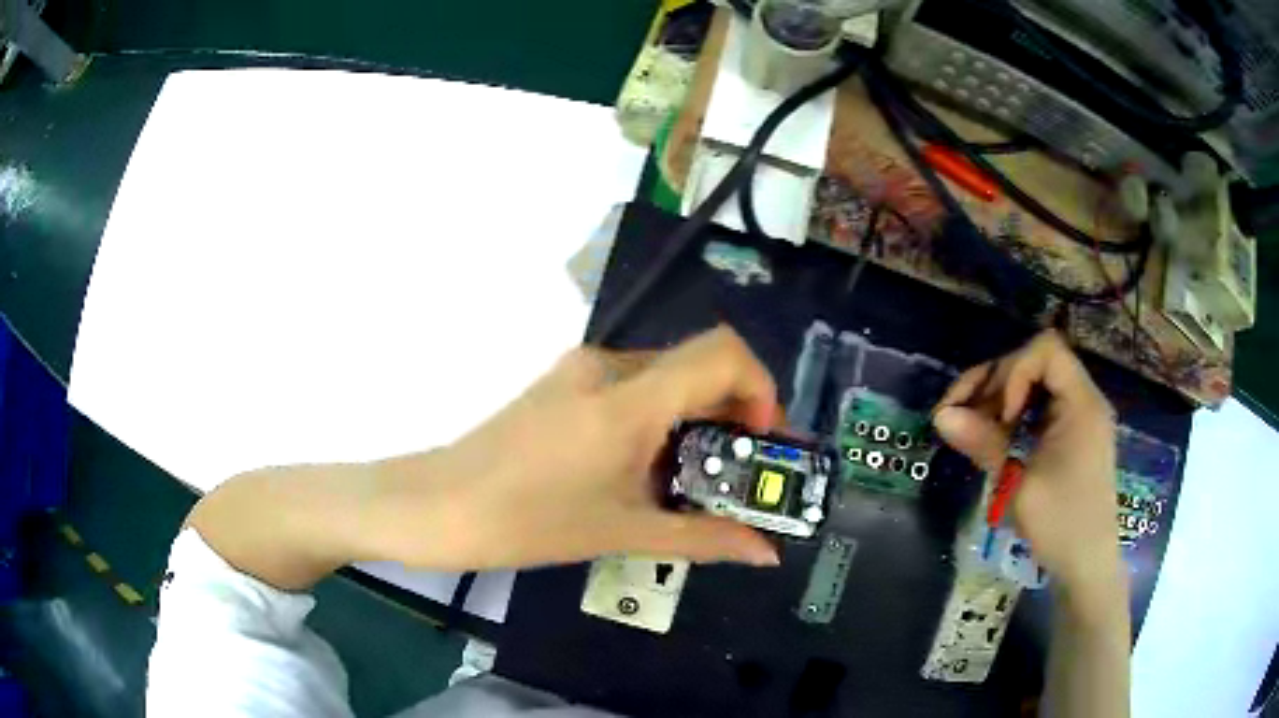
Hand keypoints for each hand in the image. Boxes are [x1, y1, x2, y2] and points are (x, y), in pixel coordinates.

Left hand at [364, 326, 783, 570]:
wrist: (437, 506)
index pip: (723, 353)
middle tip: (741, 471)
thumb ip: (705, 539)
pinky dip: (658, 419)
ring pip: (665, 377)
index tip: (760, 443)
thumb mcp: (623, 532)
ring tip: (694, 480)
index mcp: (629, 398)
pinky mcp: (561, 384)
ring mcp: (579, 371)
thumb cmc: (527, 521)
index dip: (761, 388)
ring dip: (694, 419)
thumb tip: (766, 553)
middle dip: (733, 413)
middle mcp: (608, 366)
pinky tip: (644, 469)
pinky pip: (630, 387)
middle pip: (698, 365)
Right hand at [932, 331, 1124, 617]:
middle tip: (960, 415)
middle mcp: (1083, 400)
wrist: (1087, 567)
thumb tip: (941, 415)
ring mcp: (1078, 418)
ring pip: (1034, 385)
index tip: (1000, 416)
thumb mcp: (1018, 486)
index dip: (1014, 371)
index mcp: (1082, 404)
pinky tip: (993, 440)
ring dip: (998, 399)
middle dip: (995, 383)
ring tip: (970, 429)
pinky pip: (1039, 408)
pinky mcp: (1071, 436)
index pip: (1046, 350)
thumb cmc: (1060, 526)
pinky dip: (1012, 416)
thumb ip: (984, 444)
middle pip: (1035, 363)